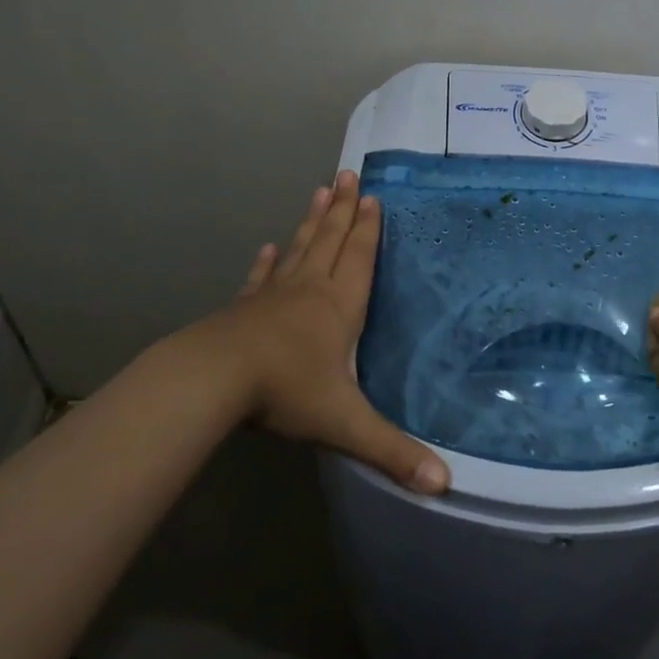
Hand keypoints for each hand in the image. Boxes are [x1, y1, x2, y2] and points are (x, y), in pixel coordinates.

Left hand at [175, 171, 449, 494]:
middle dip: (343, 209)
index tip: (372, 196)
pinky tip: (269, 247)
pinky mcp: (244, 309)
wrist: (213, 381)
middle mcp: (310, 291)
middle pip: (331, 241)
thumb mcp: (345, 424)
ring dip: (312, 221)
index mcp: (339, 307)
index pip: (360, 259)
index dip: (368, 229)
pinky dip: (268, 261)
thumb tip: (445, 485)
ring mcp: (273, 296)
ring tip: (319, 191)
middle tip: (347, 174)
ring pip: (300, 249)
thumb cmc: (286, 391)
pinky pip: (262, 278)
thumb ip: (393, 452)